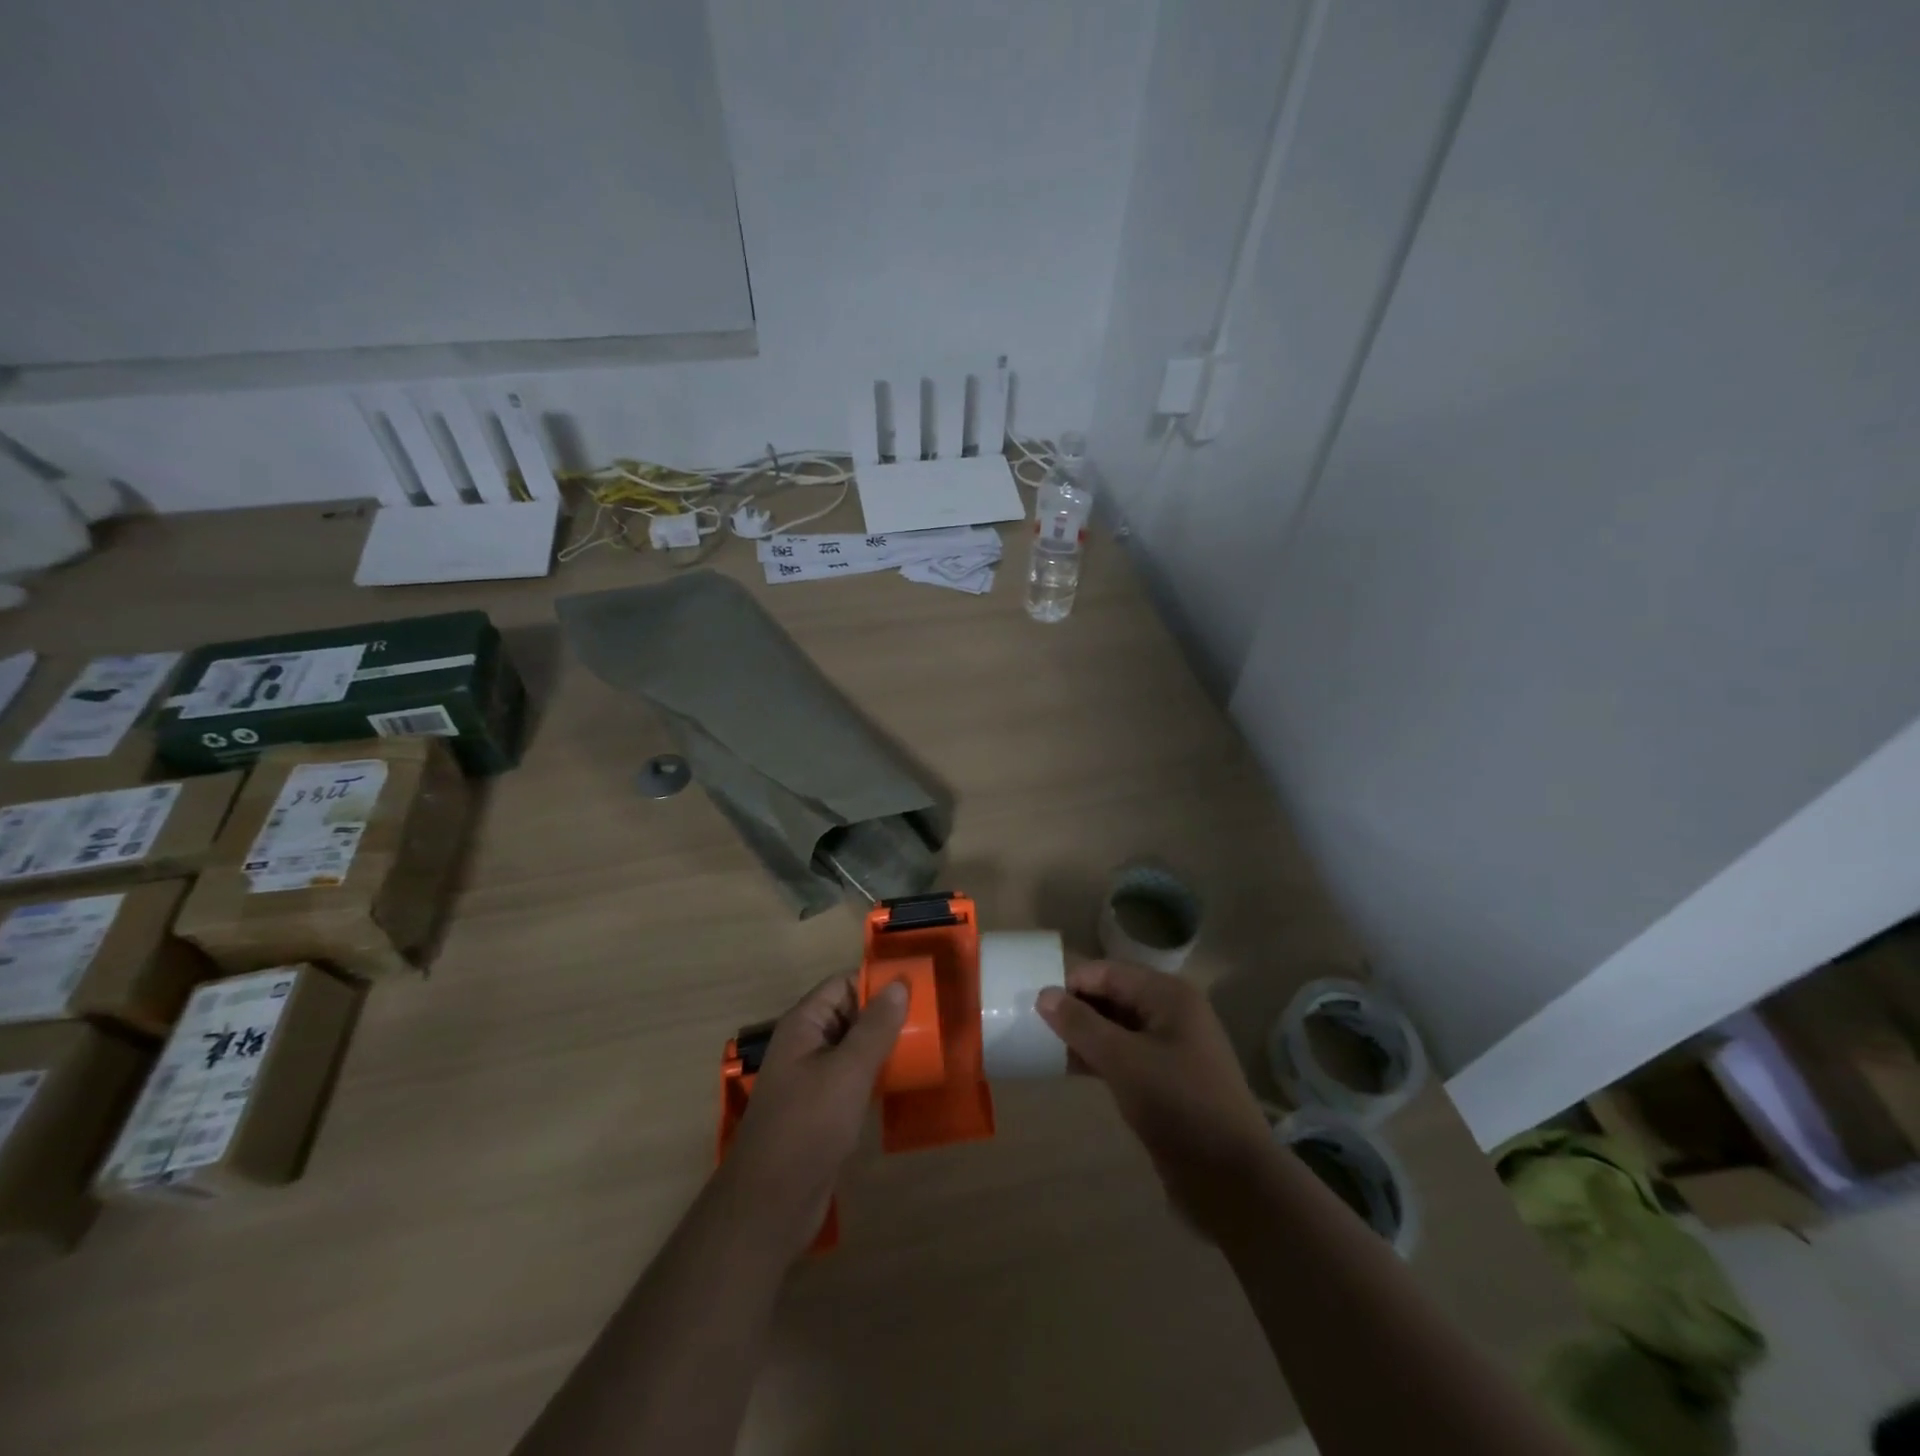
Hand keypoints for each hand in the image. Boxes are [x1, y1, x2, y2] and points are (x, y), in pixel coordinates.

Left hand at [723, 974, 907, 1253]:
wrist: (770, 1205)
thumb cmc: (808, 1126)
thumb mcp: (848, 1071)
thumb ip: (875, 1027)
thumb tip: (899, 984)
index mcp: (804, 1025)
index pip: (842, 984)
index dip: (877, 981)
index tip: (918, 986)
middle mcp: (806, 1045)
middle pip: (850, 1013)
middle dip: (887, 1013)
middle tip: (931, 1017)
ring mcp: (813, 1079)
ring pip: (854, 1047)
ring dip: (885, 1045)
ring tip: (927, 1045)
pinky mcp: (823, 1110)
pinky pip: (854, 1078)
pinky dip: (878, 1074)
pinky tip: (906, 1081)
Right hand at [1036, 960, 1273, 1237]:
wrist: (1231, 1179)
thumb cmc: (1177, 1105)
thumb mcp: (1123, 1060)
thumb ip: (1081, 1024)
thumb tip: (1044, 995)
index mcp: (1169, 995)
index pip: (1108, 972)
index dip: (1072, 984)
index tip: (1035, 1006)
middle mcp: (1173, 1012)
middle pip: (1114, 996)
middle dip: (1077, 1009)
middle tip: (1036, 1027)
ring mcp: (1173, 1047)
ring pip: (1118, 1028)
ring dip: (1085, 1035)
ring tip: (1047, 1047)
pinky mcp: (1168, 1079)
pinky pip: (1126, 1055)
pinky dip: (1100, 1057)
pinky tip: (1072, 1069)